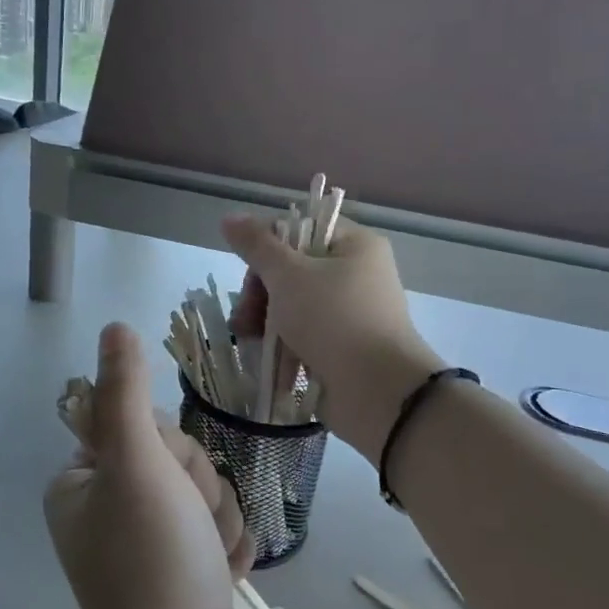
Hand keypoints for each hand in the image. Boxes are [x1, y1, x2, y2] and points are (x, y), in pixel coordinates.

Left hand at [45, 325, 254, 608]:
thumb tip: (115, 327)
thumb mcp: (136, 464)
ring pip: (206, 493)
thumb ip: (125, 393)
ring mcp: (143, 542)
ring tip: (207, 563)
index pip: (145, 426)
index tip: (167, 488)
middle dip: (199, 491)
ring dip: (219, 522)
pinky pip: (217, 530)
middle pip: (179, 459)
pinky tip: (219, 578)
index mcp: (81, 482)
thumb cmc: (154, 562)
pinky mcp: (178, 570)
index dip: (171, 451)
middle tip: (188, 530)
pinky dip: (225, 549)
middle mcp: (106, 508)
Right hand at [223, 215, 445, 454]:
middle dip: (261, 293)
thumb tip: (230, 217)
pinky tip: (264, 358)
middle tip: (246, 316)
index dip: (268, 249)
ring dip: (265, 321)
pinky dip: (283, 345)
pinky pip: (304, 336)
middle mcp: (357, 274)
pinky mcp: (343, 347)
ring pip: (294, 306)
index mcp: (355, 246)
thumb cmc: (334, 320)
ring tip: (248, 340)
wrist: (378, 391)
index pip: (300, 230)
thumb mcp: (289, 275)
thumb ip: (257, 246)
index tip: (251, 274)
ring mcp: (351, 313)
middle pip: (292, 270)